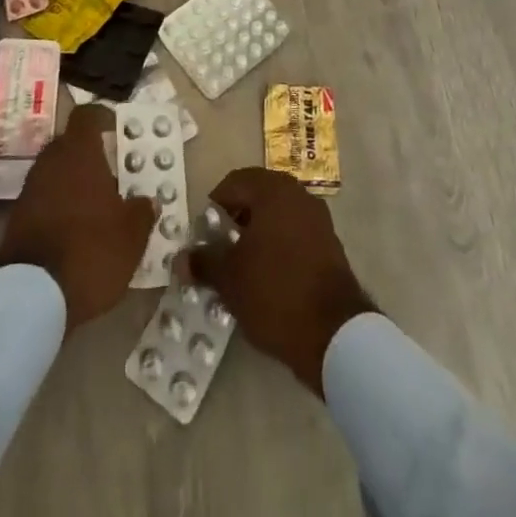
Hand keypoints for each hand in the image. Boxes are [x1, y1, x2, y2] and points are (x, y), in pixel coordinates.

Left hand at [0, 104, 155, 332]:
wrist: (30, 297)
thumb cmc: (91, 250)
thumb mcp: (131, 235)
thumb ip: (142, 212)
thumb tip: (147, 201)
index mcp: (79, 152)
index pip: (87, 116)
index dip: (102, 118)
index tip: (115, 129)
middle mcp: (50, 161)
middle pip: (69, 144)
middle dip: (88, 155)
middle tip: (111, 174)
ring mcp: (29, 189)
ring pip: (55, 173)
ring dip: (72, 184)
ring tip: (95, 207)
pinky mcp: (15, 219)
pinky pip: (43, 200)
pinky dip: (57, 208)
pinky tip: (74, 232)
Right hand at [188, 167, 375, 396]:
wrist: (334, 333)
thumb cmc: (274, 292)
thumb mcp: (229, 279)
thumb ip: (203, 262)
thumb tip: (181, 259)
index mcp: (273, 190)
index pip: (234, 183)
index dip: (214, 208)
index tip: (204, 237)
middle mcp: (297, 194)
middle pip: (257, 196)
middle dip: (236, 221)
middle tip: (220, 251)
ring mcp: (317, 218)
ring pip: (276, 216)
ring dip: (257, 234)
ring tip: (242, 268)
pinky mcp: (329, 244)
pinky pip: (294, 233)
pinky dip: (278, 246)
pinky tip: (268, 277)